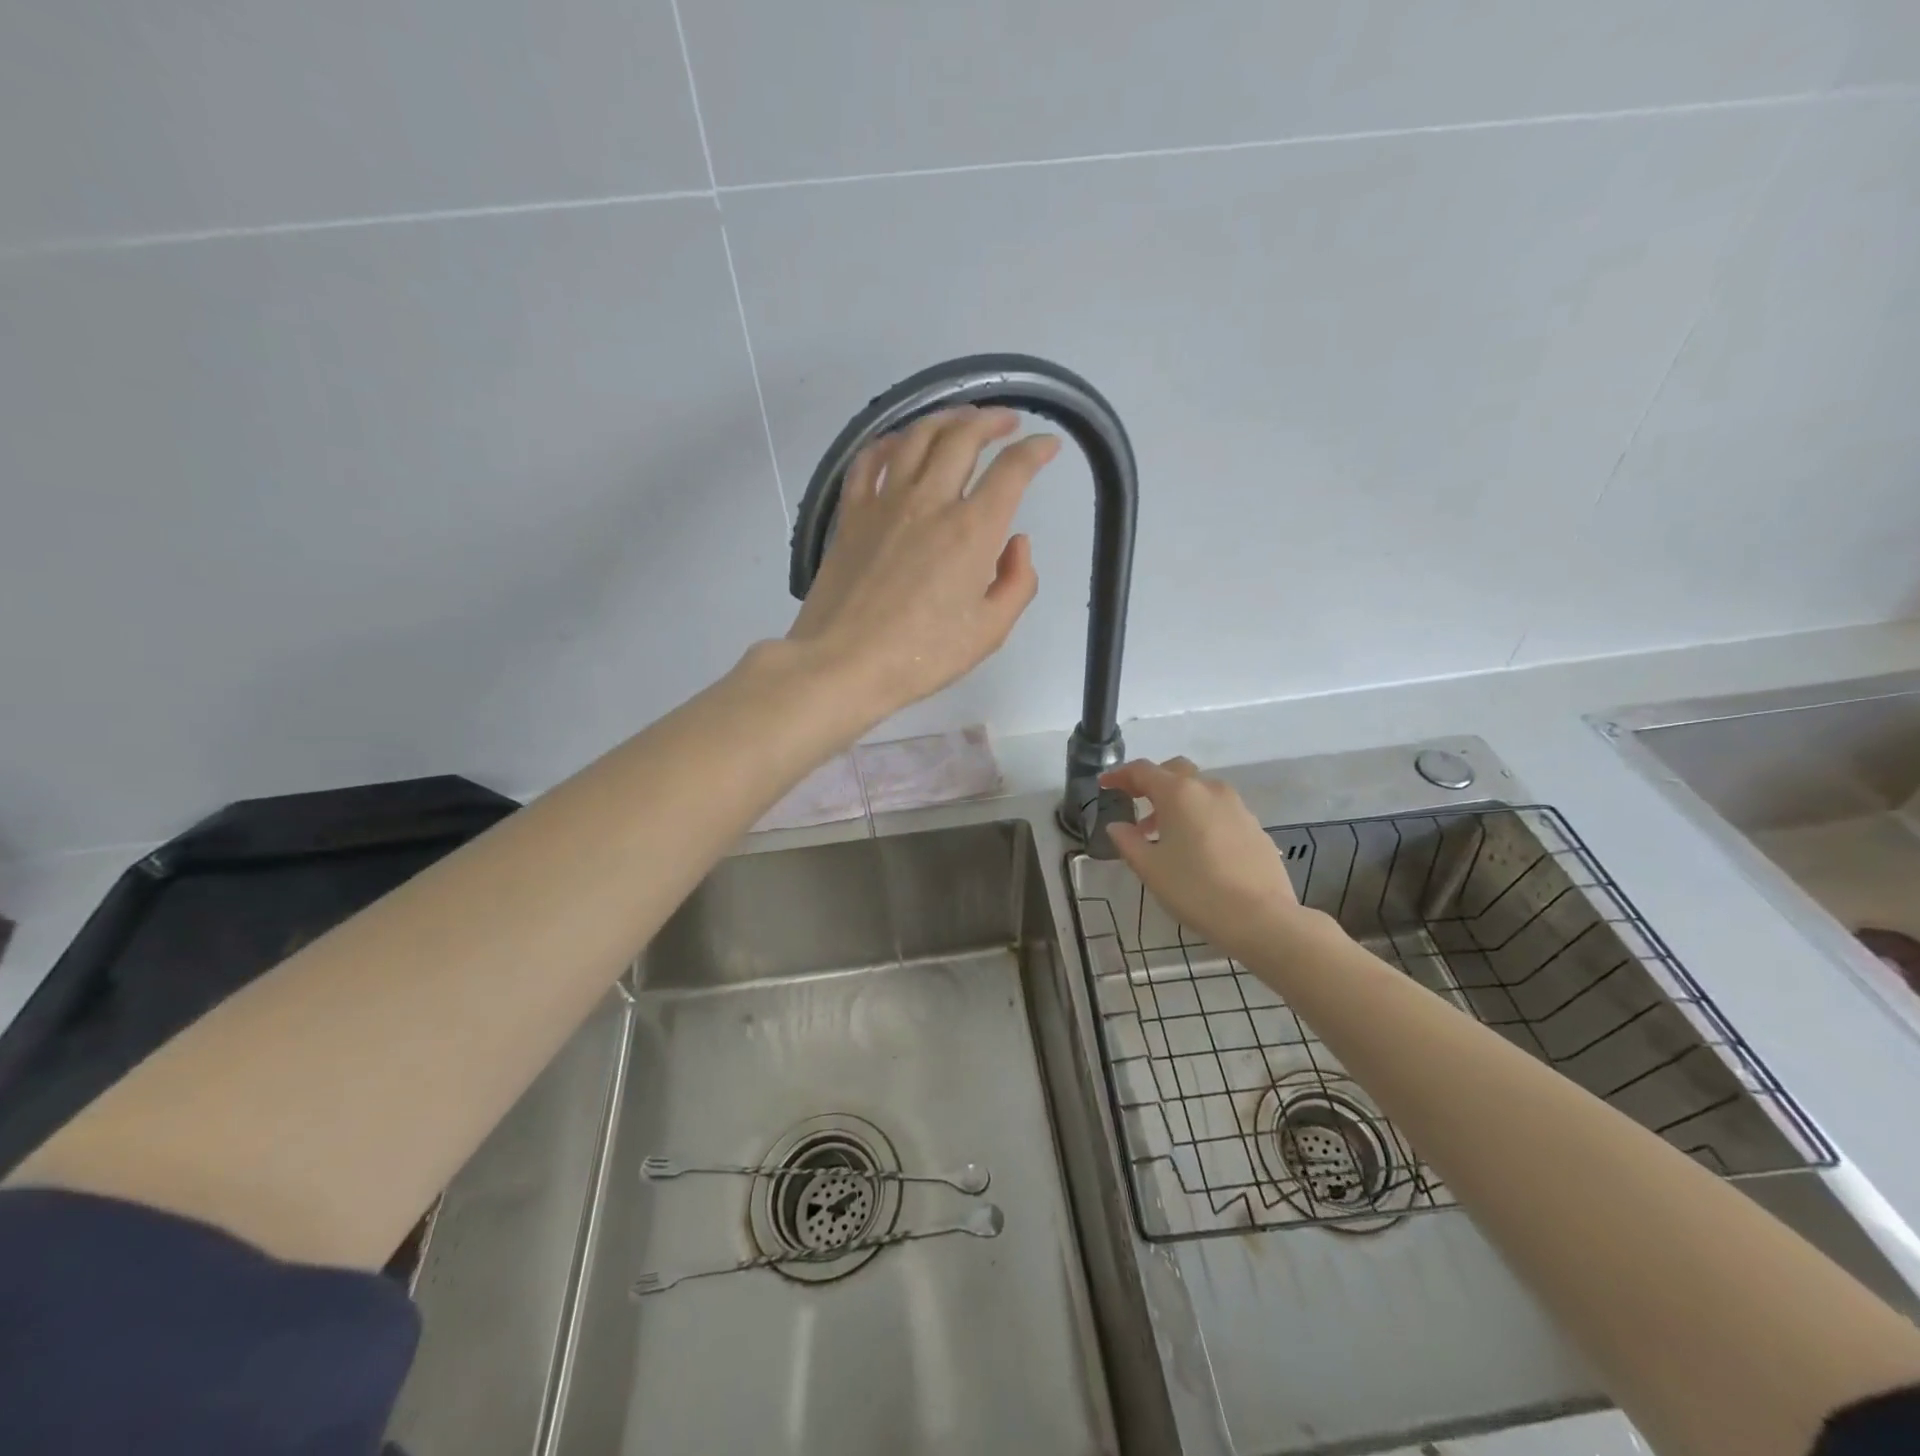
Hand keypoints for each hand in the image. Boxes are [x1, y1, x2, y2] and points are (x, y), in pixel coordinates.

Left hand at [788, 407, 1058, 724]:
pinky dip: (888, 441)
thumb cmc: (922, 656)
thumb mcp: (989, 632)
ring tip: (960, 419)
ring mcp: (885, 503)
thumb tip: (1016, 543)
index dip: (1036, 451)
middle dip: (992, 420)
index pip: (1012, 471)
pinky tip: (898, 442)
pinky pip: (868, 461)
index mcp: (972, 530)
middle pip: (963, 437)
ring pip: (916, 437)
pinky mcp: (851, 514)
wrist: (844, 664)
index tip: (1048, 446)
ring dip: (945, 419)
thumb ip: (1017, 583)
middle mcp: (930, 502)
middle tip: (1006, 421)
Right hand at [1102, 758, 1317, 960]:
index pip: (1143, 771)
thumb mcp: (1150, 868)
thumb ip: (1128, 841)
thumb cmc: (1195, 889)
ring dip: (1177, 801)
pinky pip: (1220, 810)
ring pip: (1200, 790)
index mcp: (1179, 793)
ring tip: (1163, 832)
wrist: (1261, 918)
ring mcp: (1237, 807)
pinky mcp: (1255, 827)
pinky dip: (1200, 816)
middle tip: (1135, 801)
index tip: (1105, 784)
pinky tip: (1196, 847)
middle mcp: (1209, 789)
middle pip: (1175, 771)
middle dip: (1152, 781)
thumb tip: (1117, 826)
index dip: (1120, 775)